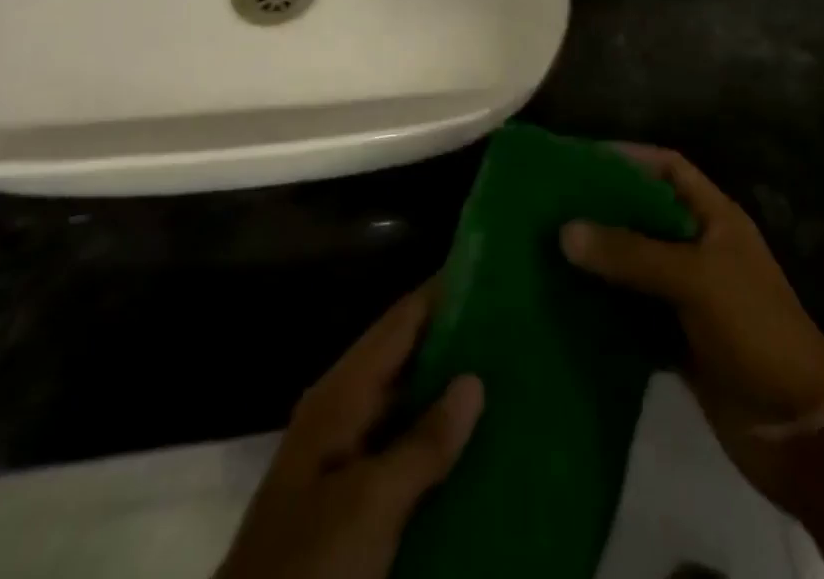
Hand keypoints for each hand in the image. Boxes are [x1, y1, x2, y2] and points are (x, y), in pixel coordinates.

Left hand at [219, 288, 483, 578]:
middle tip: (514, 326)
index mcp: (341, 394)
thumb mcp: (370, 504)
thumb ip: (424, 441)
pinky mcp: (354, 499)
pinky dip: (439, 441)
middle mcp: (344, 412)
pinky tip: (479, 445)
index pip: (400, 321)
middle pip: (406, 358)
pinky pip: (406, 451)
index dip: (442, 293)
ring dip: (451, 393)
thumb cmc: (309, 563)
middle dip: (456, 341)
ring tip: (510, 375)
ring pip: (409, 406)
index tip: (491, 272)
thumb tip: (475, 379)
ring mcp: (347, 457)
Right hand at [561, 146, 823, 514]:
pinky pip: (633, 315)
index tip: (579, 159)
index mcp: (715, 218)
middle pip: (645, 216)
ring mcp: (689, 296)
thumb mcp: (695, 279)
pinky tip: (565, 307)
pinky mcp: (678, 340)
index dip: (629, 158)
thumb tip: (565, 230)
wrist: (799, 429)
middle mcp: (700, 248)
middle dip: (603, 210)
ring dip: (599, 262)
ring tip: (545, 252)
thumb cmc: (754, 330)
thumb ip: (631, 253)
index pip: (668, 168)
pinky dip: (604, 310)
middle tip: (549, 207)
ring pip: (635, 266)